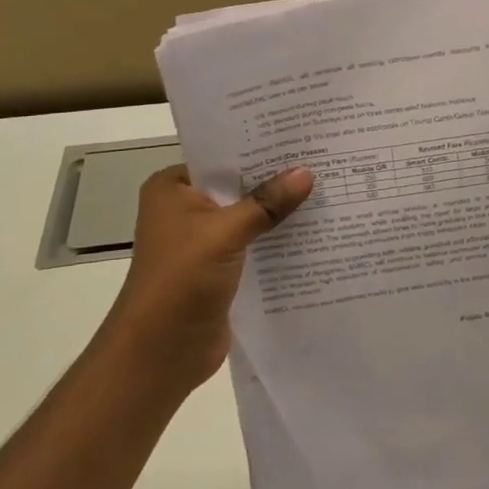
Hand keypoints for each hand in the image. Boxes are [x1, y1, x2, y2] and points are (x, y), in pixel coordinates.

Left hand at [110, 164, 314, 388]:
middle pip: (239, 186)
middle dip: (276, 179)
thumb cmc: (180, 280)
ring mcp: (203, 242)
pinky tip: (316, 231)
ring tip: (328, 189)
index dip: (259, 147)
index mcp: (173, 189)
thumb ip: (267, 203)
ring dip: (280, 211)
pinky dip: (278, 240)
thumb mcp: (225, 233)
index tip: (300, 135)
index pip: (221, 156)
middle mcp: (185, 209)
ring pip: (249, 216)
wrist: (159, 354)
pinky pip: (255, 245)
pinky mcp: (221, 270)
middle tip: (323, 159)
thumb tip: (306, 173)